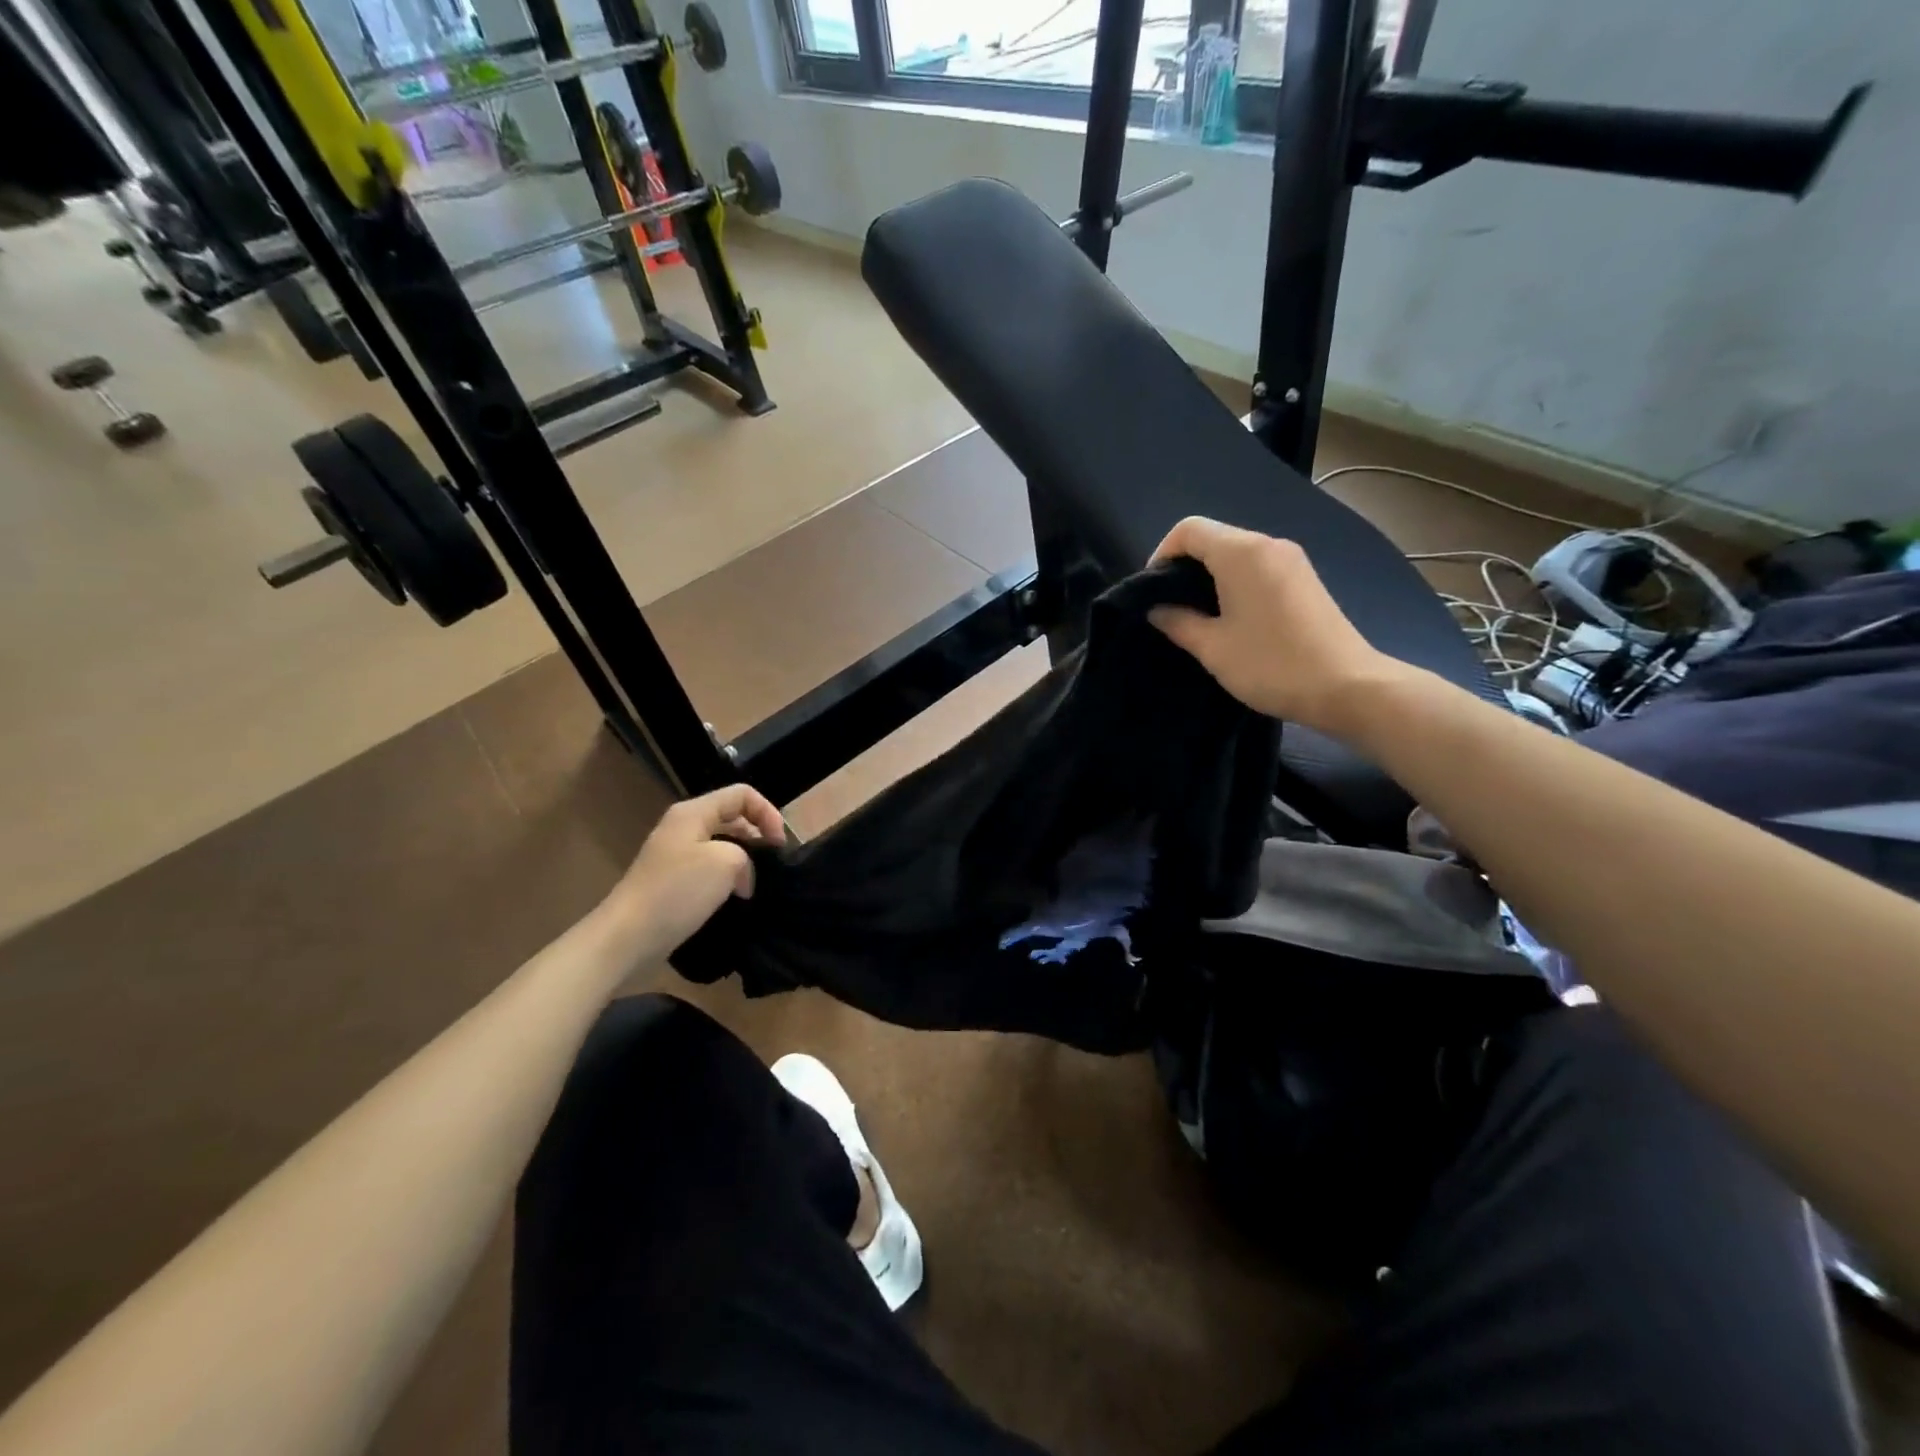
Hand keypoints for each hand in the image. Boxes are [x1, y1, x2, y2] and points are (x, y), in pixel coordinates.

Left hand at [611, 784, 785, 953]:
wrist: (627, 937)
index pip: (742, 795)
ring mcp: (675, 855)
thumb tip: (741, 874)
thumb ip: (746, 855)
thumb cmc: (677, 892)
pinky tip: (735, 899)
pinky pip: (709, 869)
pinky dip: (727, 879)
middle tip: (774, 865)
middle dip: (758, 836)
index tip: (780, 845)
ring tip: (757, 884)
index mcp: (693, 812)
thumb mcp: (725, 862)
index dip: (768, 813)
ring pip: (722, 845)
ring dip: (744, 861)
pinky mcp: (672, 881)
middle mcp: (683, 827)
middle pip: (732, 817)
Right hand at [1148, 516, 1406, 735]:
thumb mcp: (1212, 647)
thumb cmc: (1271, 664)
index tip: (1153, 591)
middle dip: (1185, 567)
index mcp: (1242, 553)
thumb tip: (1157, 609)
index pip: (1189, 530)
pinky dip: (1235, 583)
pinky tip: (1231, 619)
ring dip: (1210, 577)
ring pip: (1237, 554)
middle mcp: (1269, 545)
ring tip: (1197, 617)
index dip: (1162, 554)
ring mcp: (1292, 561)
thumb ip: (1178, 622)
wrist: (1347, 687)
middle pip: (1214, 538)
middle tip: (1170, 608)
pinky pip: (1258, 568)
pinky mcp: (1305, 580)